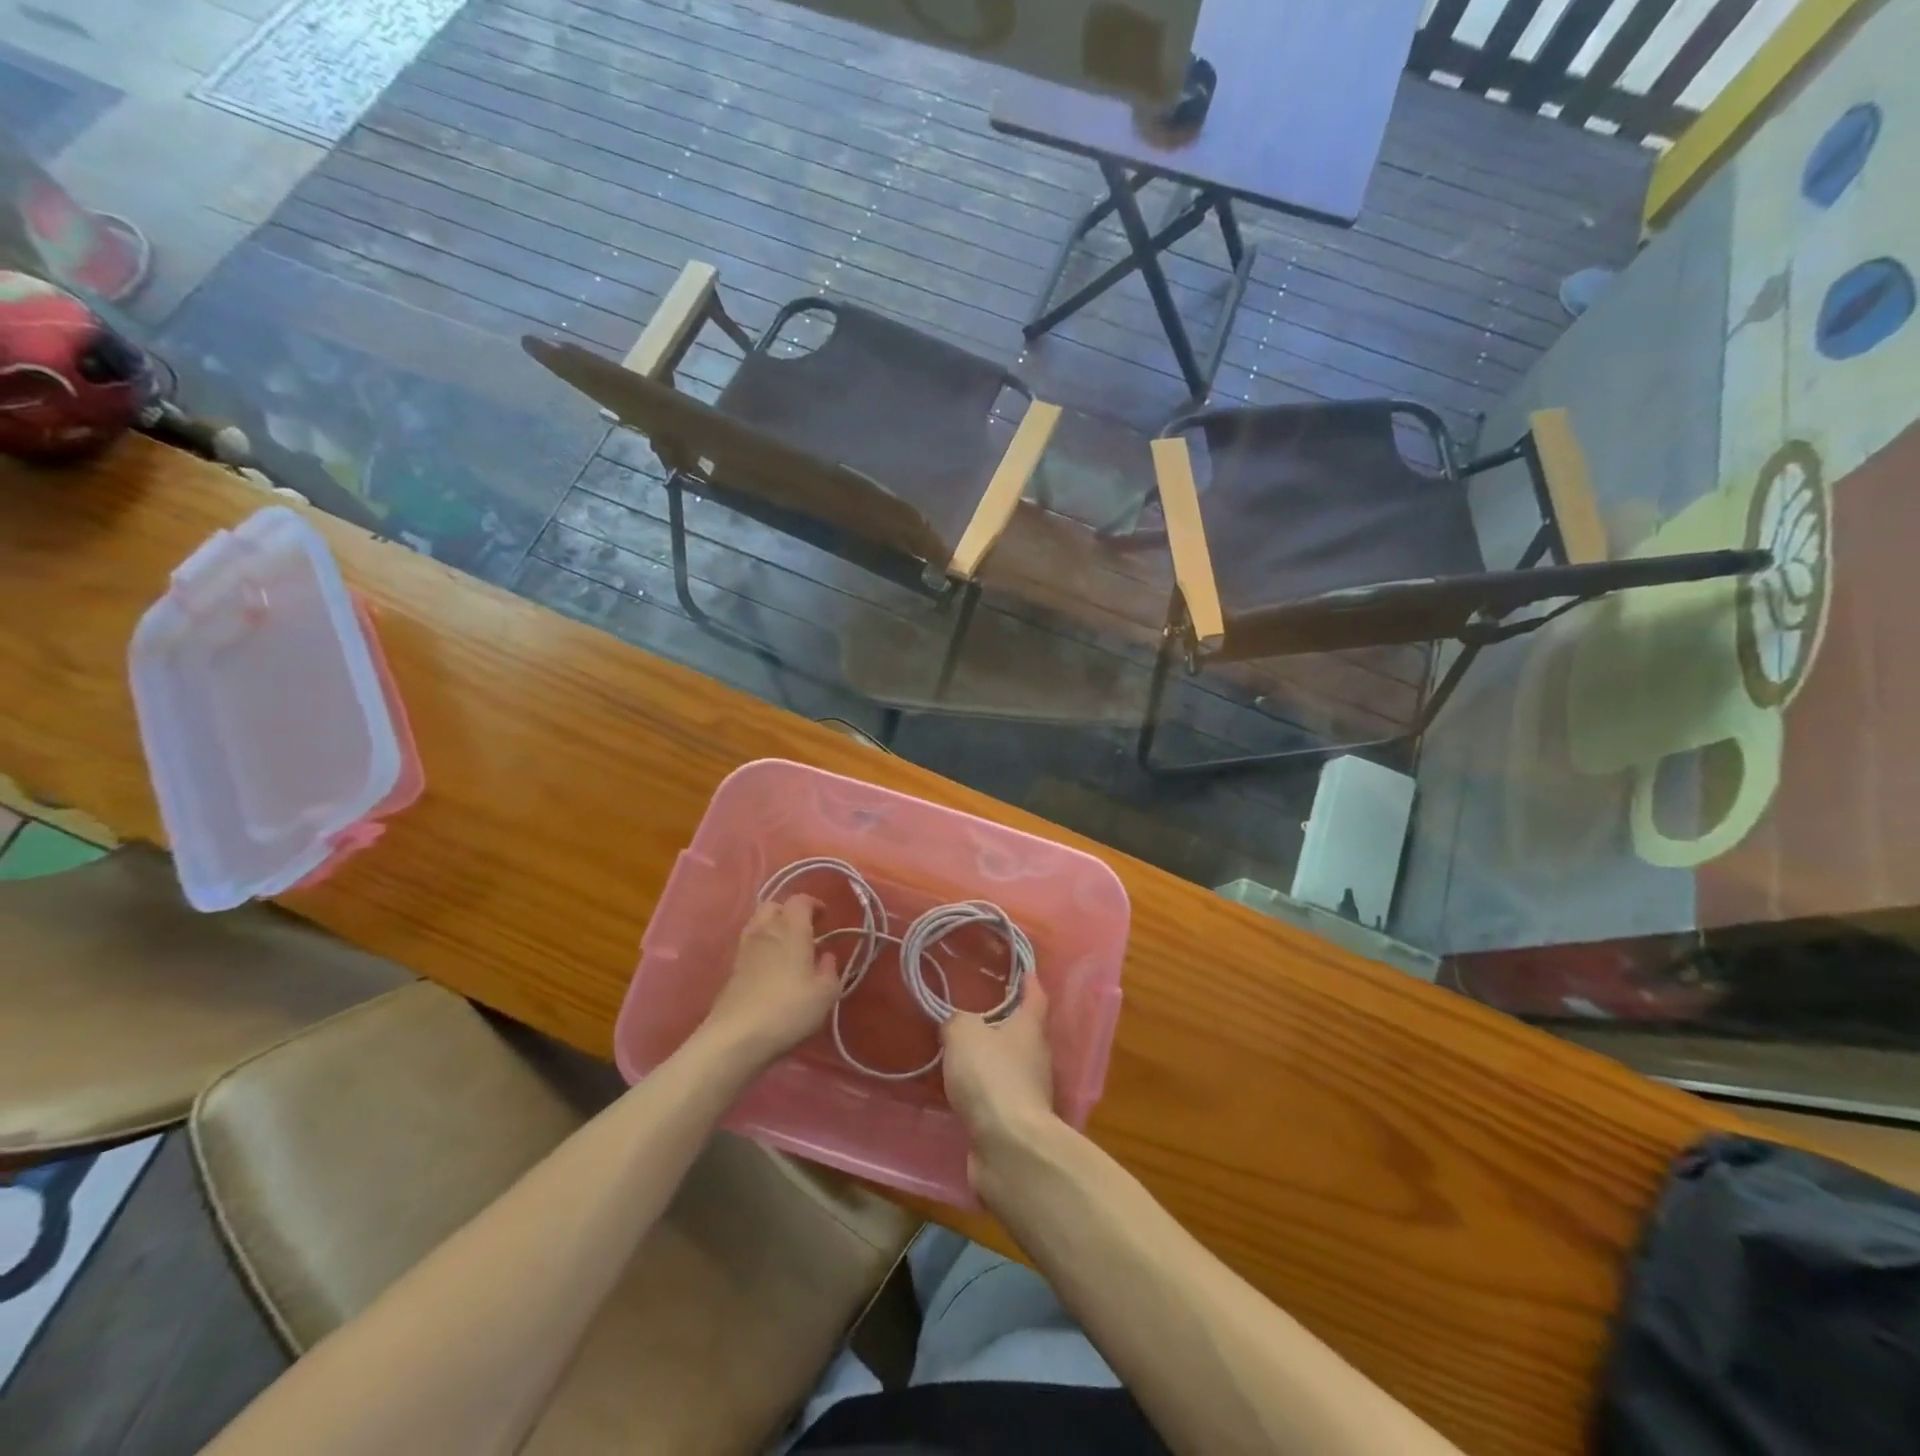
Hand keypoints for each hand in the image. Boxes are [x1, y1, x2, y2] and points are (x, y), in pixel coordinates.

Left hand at [699, 896, 840, 1071]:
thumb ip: (829, 970)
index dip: (814, 904)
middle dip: (789, 911)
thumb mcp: (825, 994)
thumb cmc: (788, 1010)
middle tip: (805, 929)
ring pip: (758, 924)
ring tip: (788, 948)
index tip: (825, 917)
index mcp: (791, 929)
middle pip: (773, 905)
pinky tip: (772, 968)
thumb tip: (826, 956)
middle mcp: (765, 931)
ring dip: (773, 928)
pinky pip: (749, 945)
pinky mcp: (732, 969)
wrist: (736, 1037)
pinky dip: (762, 947)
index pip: (800, 900)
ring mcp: (744, 949)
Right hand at [941, 978, 1057, 1151]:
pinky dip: (984, 1092)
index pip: (1035, 997)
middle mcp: (1036, 1058)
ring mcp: (1030, 1093)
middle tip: (979, 1013)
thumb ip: (957, 1023)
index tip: (1025, 971)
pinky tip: (964, 1093)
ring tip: (964, 1054)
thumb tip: (956, 1024)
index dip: (1029, 982)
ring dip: (993, 1061)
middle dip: (1006, 1023)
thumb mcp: (964, 1035)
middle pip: (1024, 1033)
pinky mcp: (1017, 1123)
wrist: (1009, 1147)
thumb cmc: (991, 1077)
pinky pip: (998, 1097)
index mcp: (1030, 1029)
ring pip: (1011, 1067)